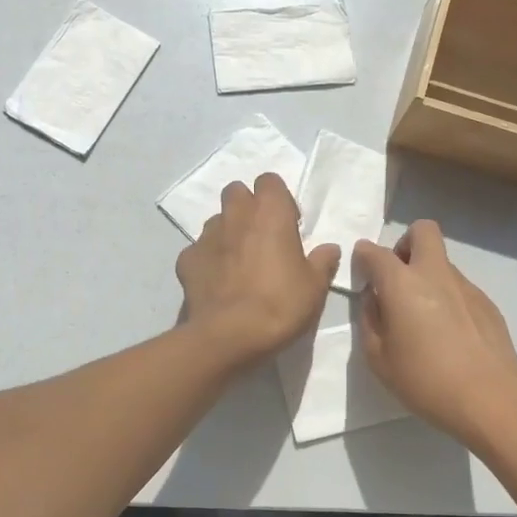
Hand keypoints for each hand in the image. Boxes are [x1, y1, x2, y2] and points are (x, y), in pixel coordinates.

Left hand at [176, 173, 338, 367]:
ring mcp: (206, 236)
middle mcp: (235, 216)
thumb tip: (329, 249)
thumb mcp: (315, 287)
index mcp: (270, 213)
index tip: (289, 225)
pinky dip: (208, 260)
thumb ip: (322, 262)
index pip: (270, 181)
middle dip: (248, 207)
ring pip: (217, 221)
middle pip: (237, 192)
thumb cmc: (280, 304)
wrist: (229, 336)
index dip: (279, 199)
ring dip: (228, 233)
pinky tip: (217, 283)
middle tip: (262, 237)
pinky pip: (199, 250)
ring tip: (239, 263)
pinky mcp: (186, 260)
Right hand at [351, 221, 516, 445]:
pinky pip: (460, 289)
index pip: (374, 252)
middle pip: (422, 231)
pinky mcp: (487, 304)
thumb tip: (375, 299)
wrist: (491, 399)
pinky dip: (448, 299)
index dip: (363, 257)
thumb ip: (370, 321)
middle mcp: (435, 274)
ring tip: (425, 321)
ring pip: (442, 263)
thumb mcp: (378, 358)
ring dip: (428, 277)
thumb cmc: (425, 380)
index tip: (362, 274)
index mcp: (402, 283)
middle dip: (405, 244)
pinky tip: (450, 337)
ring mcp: (466, 286)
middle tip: (398, 279)